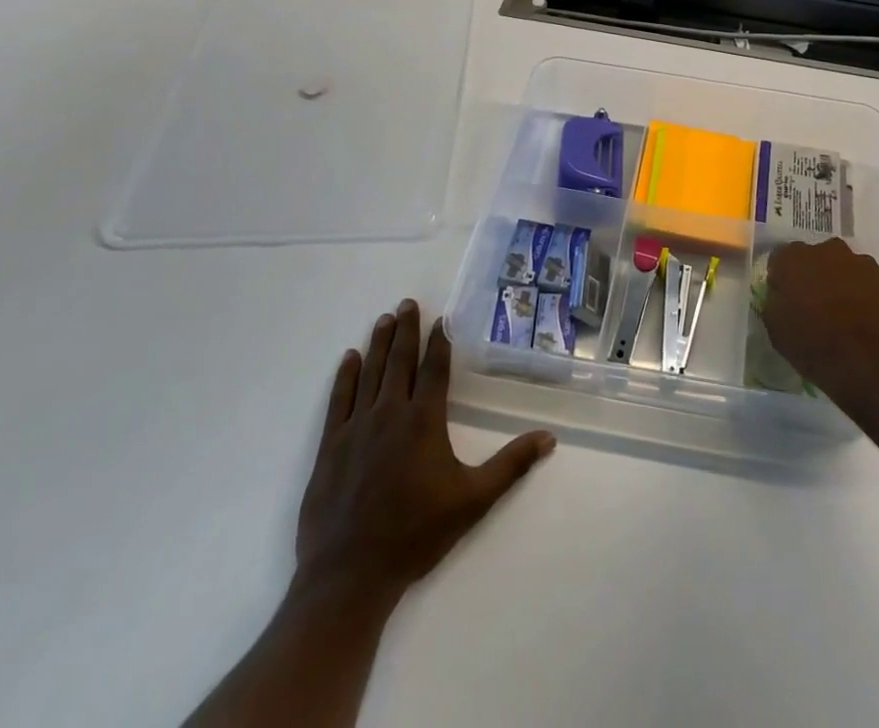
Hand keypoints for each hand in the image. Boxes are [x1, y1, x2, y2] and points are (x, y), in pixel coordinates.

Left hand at [292, 299, 554, 605]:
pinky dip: (345, 376)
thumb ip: (510, 465)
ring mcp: (355, 428)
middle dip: (406, 329)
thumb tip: (549, 438)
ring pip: (370, 373)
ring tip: (385, 319)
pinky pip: (339, 400)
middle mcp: (389, 413)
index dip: (439, 341)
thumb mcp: (473, 501)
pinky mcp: (329, 447)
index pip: (434, 368)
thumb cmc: (415, 534)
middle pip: (400, 361)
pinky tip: (349, 359)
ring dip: (379, 343)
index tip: (442, 318)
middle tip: (407, 303)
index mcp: (423, 420)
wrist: (349, 575)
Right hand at [762, 238, 878, 417]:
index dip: (784, 279)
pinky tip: (870, 323)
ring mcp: (864, 263)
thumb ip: (775, 302)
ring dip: (845, 285)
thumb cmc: (816, 348)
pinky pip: (874, 285)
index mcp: (795, 259)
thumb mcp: (777, 330)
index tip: (787, 299)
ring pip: (848, 269)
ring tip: (847, 318)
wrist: (872, 367)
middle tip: (817, 307)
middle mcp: (829, 250)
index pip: (782, 259)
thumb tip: (780, 294)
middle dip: (817, 276)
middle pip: (818, 258)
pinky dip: (870, 297)